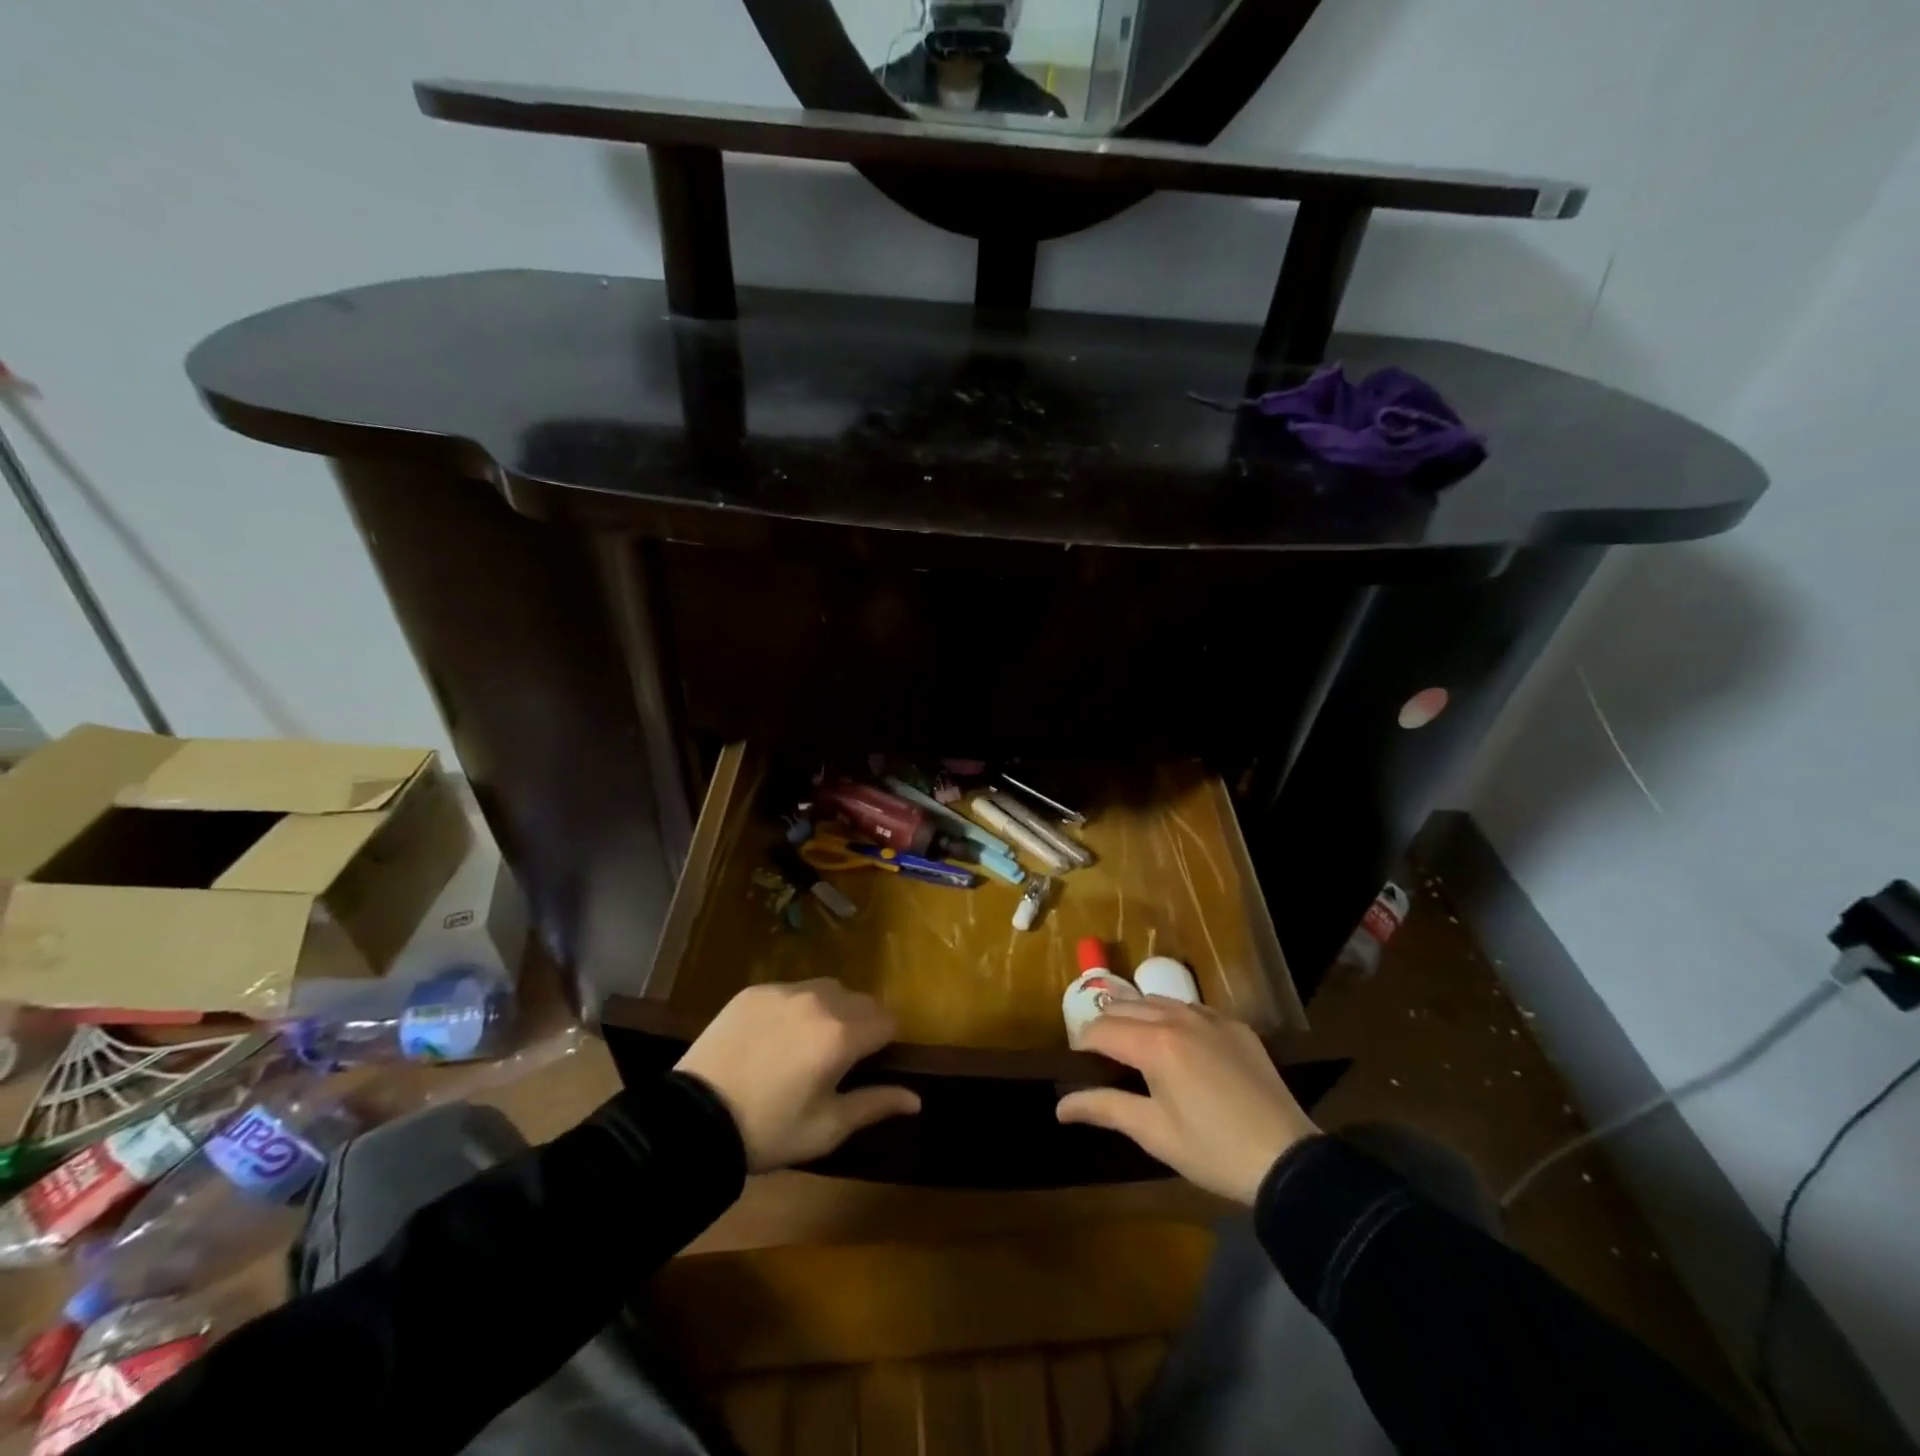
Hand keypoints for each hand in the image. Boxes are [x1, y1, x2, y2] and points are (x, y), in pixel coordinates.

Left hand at [676, 980, 920, 1172]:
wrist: (693, 1118)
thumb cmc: (768, 1130)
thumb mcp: (827, 1128)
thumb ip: (875, 1104)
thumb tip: (917, 1099)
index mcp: (842, 1035)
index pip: (887, 1021)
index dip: (885, 1043)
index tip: (869, 1064)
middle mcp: (820, 1001)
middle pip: (861, 1000)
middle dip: (861, 1023)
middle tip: (839, 1059)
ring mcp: (785, 990)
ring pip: (828, 989)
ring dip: (831, 1009)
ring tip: (808, 1042)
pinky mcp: (756, 990)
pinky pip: (793, 989)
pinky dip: (797, 1006)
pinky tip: (777, 1036)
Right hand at [1056, 998, 1318, 1203]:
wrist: (1287, 1159)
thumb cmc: (1212, 1151)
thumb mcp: (1153, 1133)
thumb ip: (1104, 1108)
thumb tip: (1060, 1105)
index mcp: (1154, 1044)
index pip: (1101, 1029)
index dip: (1082, 1044)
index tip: (1077, 1063)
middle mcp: (1178, 1018)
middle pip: (1125, 1006)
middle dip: (1105, 1025)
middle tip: (1101, 1056)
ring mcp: (1210, 1017)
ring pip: (1157, 1001)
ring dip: (1137, 1016)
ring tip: (1133, 1044)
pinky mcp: (1235, 1025)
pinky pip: (1191, 1008)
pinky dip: (1172, 1017)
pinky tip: (1177, 1043)